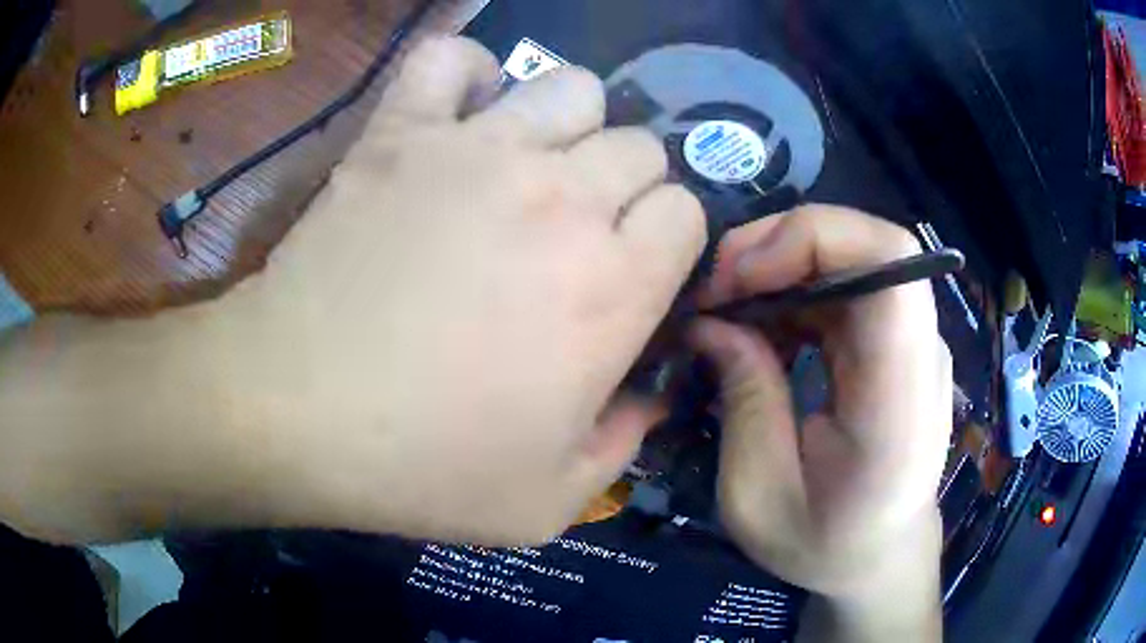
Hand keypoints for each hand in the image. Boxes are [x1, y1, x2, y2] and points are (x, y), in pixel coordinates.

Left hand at [224, 37, 704, 543]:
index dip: (668, 240)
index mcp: (611, 287)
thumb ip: (622, 445)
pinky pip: (450, 60)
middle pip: (640, 145)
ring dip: (571, 123)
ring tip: (534, 166)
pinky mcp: (401, 133)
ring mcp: (477, 150)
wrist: (292, 413)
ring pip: (572, 88)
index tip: (635, 270)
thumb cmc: (420, 467)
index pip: (686, 213)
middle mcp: (562, 198)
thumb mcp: (548, 501)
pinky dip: (466, 74)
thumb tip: (649, 398)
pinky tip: (461, 114)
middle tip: (581, 229)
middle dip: (628, 185)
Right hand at [691, 207, 948, 631]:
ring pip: (854, 256)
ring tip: (728, 306)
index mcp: (900, 397)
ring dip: (783, 265)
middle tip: (715, 287)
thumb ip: (743, 399)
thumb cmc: (824, 545)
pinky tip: (763, 325)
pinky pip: (849, 286)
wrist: (881, 558)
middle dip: (781, 245)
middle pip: (869, 244)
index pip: (890, 261)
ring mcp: (914, 343)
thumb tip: (710, 321)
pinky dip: (797, 289)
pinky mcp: (898, 344)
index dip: (812, 238)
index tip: (739, 276)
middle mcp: (920, 352)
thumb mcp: (758, 495)